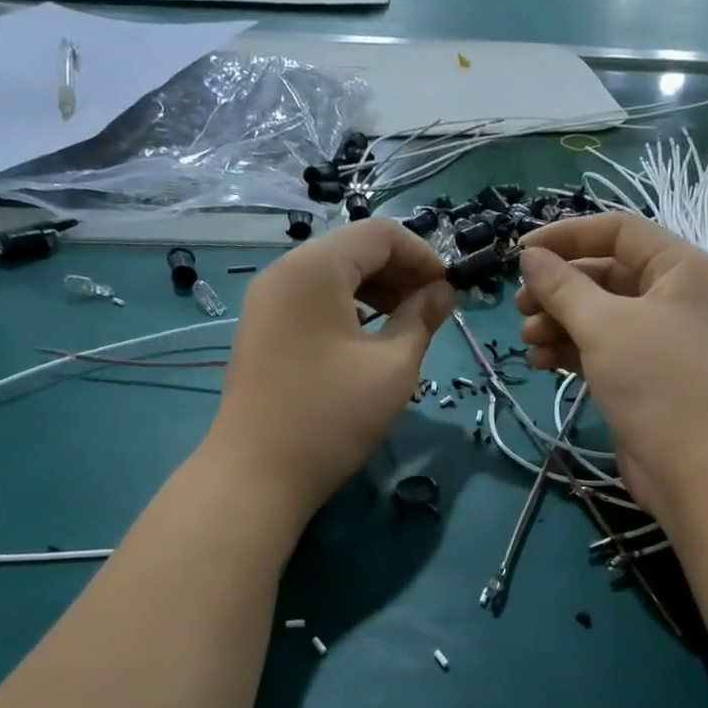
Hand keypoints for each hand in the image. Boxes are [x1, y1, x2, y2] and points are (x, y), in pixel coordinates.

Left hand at [205, 219, 454, 524]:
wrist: (258, 473)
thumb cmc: (333, 415)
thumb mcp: (393, 366)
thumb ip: (422, 318)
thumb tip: (443, 293)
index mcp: (315, 268)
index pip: (380, 234)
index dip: (424, 256)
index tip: (449, 293)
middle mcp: (284, 272)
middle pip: (354, 250)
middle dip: (400, 273)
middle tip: (433, 312)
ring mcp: (267, 302)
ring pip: (333, 277)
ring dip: (376, 292)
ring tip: (406, 328)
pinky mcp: (262, 330)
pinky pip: (313, 301)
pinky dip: (348, 310)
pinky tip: (368, 342)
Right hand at [516, 214, 707, 524]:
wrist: (698, 469)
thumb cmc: (658, 382)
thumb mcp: (605, 326)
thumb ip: (563, 287)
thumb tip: (530, 257)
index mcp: (680, 268)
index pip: (619, 230)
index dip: (567, 235)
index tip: (520, 252)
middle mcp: (675, 296)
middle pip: (606, 274)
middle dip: (559, 288)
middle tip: (519, 305)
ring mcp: (661, 339)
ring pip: (600, 315)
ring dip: (559, 321)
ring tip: (527, 339)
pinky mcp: (645, 376)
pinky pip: (602, 348)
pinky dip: (571, 350)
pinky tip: (542, 361)